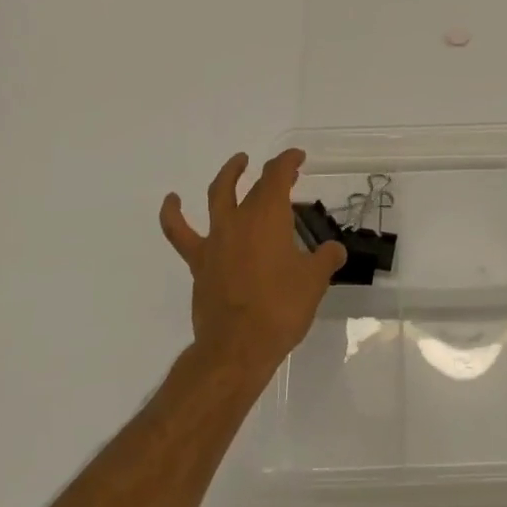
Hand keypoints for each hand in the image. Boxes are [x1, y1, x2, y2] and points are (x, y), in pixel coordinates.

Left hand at [160, 149, 345, 378]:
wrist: (237, 347)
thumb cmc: (281, 309)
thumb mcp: (314, 282)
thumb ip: (325, 260)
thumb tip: (334, 250)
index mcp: (269, 217)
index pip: (277, 176)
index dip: (287, 161)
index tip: (298, 158)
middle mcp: (240, 220)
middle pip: (254, 185)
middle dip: (271, 174)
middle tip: (284, 172)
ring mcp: (216, 239)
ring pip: (218, 196)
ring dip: (229, 176)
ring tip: (238, 163)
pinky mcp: (199, 262)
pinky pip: (181, 233)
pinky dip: (173, 214)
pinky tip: (172, 201)